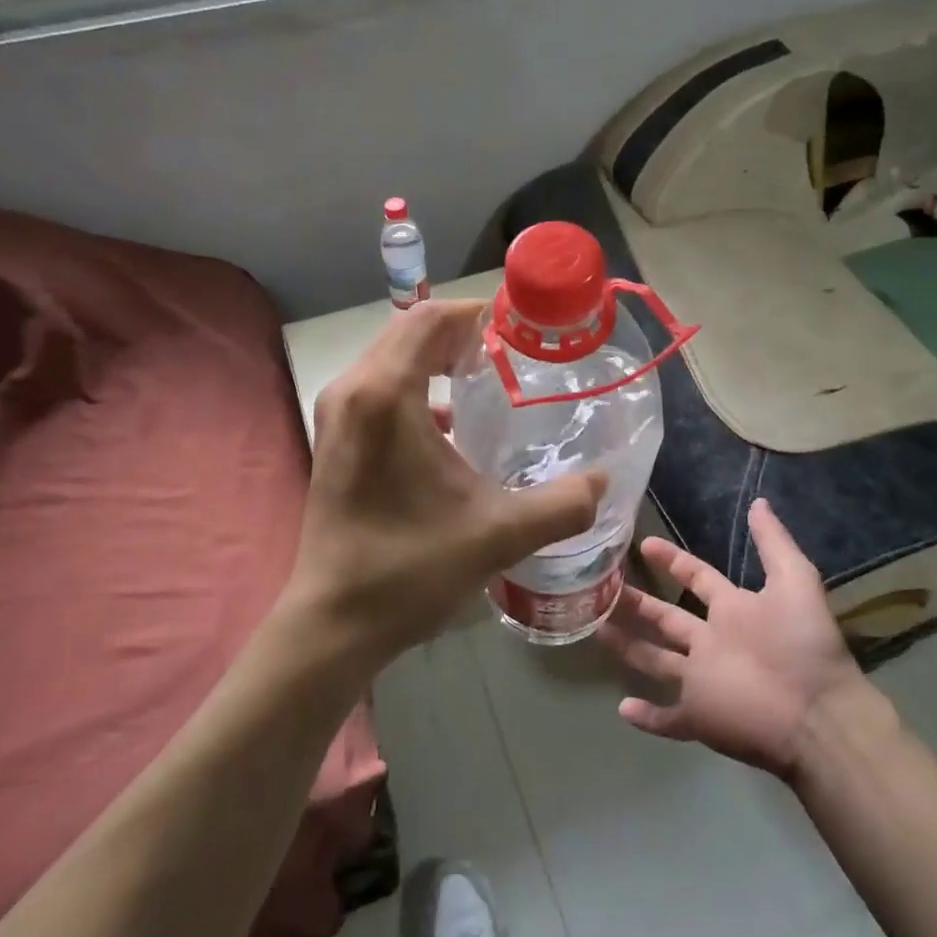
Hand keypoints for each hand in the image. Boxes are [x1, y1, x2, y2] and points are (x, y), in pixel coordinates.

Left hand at [289, 299, 606, 672]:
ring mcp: (337, 413)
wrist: (334, 623)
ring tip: (489, 378)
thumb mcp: (499, 534)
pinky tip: (454, 424)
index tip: (522, 331)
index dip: (478, 313)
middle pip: (411, 330)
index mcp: (385, 394)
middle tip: (514, 354)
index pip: (431, 318)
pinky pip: (380, 386)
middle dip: (463, 333)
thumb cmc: (410, 569)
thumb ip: (562, 504)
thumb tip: (603, 482)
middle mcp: (353, 390)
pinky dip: (418, 385)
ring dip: (439, 357)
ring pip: (393, 357)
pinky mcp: (334, 437)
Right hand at [598, 499, 882, 778]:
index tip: (644, 543)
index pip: (697, 579)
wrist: (818, 715)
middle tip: (603, 587)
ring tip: (596, 629)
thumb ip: (773, 543)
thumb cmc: (803, 645)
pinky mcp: (700, 717)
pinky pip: (668, 720)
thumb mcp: (795, 582)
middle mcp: (713, 642)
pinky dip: (646, 717)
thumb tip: (759, 502)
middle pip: (667, 619)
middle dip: (638, 603)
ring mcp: (703, 680)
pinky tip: (622, 708)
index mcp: (733, 610)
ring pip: (657, 662)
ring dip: (629, 649)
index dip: (672, 561)